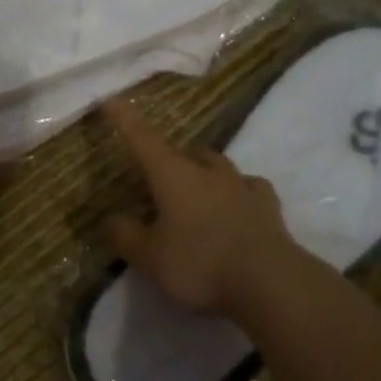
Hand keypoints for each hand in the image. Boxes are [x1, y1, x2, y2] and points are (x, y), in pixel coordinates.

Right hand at [103, 99, 295, 316]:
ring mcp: (240, 184)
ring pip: (216, 164)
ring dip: (203, 170)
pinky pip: (249, 186)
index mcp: (172, 175)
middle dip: (168, 159)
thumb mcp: (150, 258)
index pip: (142, 139)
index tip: (111, 99)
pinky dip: (239, 189)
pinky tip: (238, 201)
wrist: (269, 281)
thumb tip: (114, 220)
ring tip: (196, 188)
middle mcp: (206, 171)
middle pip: (183, 152)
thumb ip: (126, 237)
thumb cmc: (200, 264)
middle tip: (157, 179)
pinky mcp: (267, 205)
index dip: (124, 118)